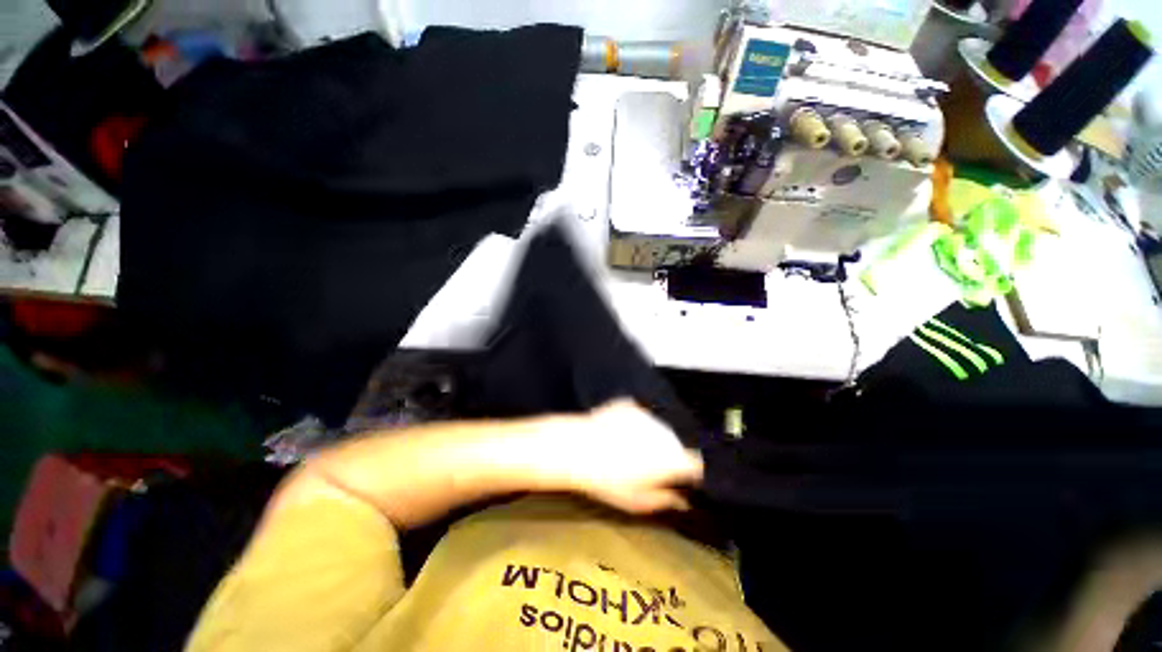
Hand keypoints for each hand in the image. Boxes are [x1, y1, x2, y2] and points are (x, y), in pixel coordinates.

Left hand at [529, 400, 703, 514]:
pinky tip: (618, 433)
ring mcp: (648, 415)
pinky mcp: (631, 404)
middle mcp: (667, 433)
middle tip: (649, 467)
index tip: (682, 480)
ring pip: (659, 429)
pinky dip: (635, 424)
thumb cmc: (608, 481)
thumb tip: (683, 500)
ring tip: (629, 448)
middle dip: (669, 455)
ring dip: (652, 438)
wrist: (578, 448)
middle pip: (677, 444)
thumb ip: (666, 500)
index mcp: (672, 458)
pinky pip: (640, 416)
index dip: (692, 473)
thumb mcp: (638, 501)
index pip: (696, 464)